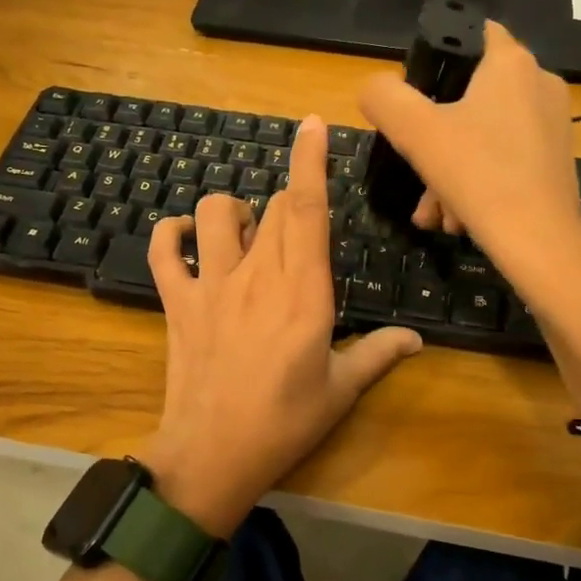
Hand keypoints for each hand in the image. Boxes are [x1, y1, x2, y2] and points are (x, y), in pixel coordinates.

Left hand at [140, 116, 421, 535]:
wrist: (211, 456)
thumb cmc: (284, 424)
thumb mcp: (341, 391)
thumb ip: (379, 354)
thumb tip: (417, 340)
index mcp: (304, 292)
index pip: (307, 210)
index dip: (309, 161)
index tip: (312, 125)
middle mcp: (257, 276)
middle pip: (271, 209)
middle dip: (287, 205)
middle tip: (296, 237)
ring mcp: (211, 285)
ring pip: (215, 214)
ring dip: (232, 210)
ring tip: (244, 231)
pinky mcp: (177, 302)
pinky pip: (163, 250)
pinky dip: (171, 234)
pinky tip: (186, 239)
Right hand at [358, 21, 580, 292]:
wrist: (541, 243)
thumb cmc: (479, 175)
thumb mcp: (415, 132)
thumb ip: (384, 98)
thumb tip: (375, 88)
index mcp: (512, 64)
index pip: (473, 31)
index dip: (440, 53)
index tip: (415, 88)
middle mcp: (540, 84)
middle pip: (471, 95)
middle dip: (435, 136)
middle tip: (416, 169)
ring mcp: (553, 124)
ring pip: (484, 135)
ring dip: (449, 169)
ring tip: (434, 211)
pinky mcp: (555, 160)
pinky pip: (503, 159)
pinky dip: (476, 182)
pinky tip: (457, 218)